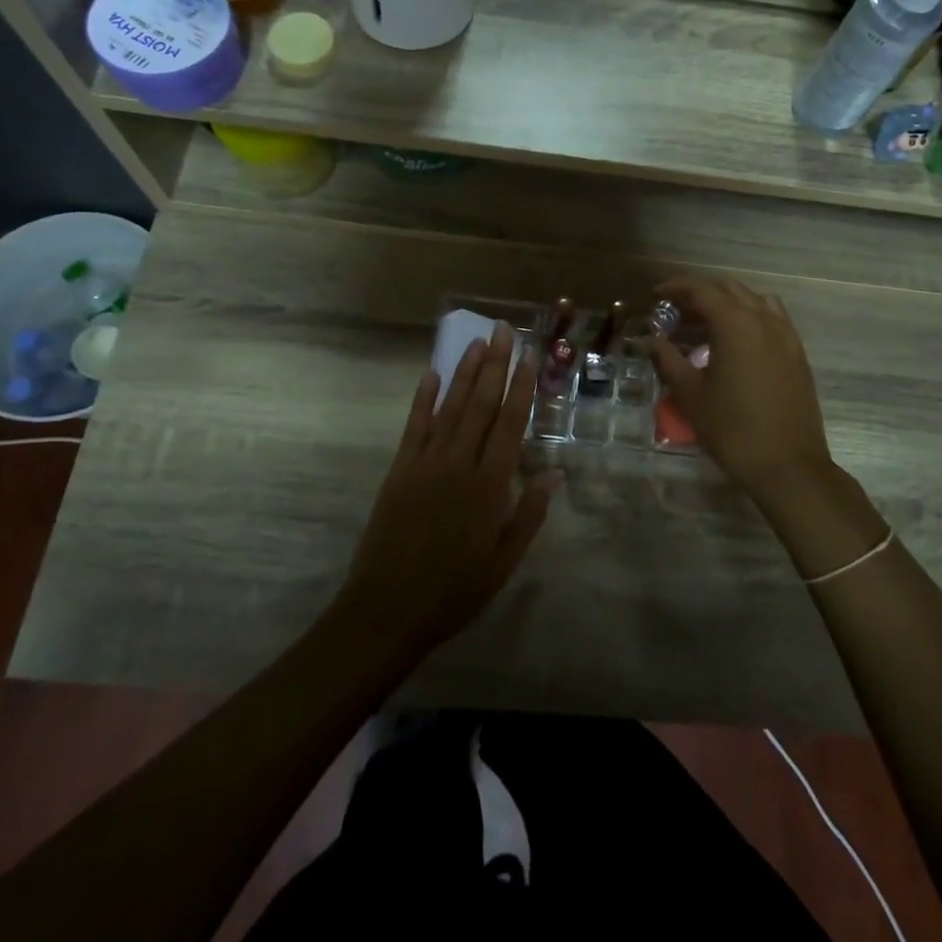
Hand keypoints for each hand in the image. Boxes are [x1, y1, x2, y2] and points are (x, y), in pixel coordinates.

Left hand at [336, 325, 558, 660]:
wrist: (387, 610)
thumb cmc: (454, 591)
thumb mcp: (503, 562)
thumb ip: (529, 515)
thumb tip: (554, 473)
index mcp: (489, 486)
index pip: (509, 424)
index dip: (520, 387)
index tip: (528, 357)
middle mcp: (458, 464)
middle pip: (480, 405)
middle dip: (494, 365)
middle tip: (503, 331)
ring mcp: (425, 463)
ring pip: (449, 408)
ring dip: (464, 373)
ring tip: (476, 342)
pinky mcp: (399, 470)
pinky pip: (414, 427)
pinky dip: (423, 399)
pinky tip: (431, 375)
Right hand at [642, 277, 834, 500]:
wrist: (788, 466)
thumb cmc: (732, 429)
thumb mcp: (691, 394)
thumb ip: (666, 359)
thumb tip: (645, 339)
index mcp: (735, 323)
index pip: (702, 289)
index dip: (676, 287)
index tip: (655, 295)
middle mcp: (764, 319)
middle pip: (729, 289)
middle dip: (700, 292)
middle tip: (675, 309)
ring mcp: (786, 335)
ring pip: (754, 300)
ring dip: (728, 301)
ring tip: (706, 321)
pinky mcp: (797, 353)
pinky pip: (772, 318)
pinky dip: (750, 316)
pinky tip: (736, 341)